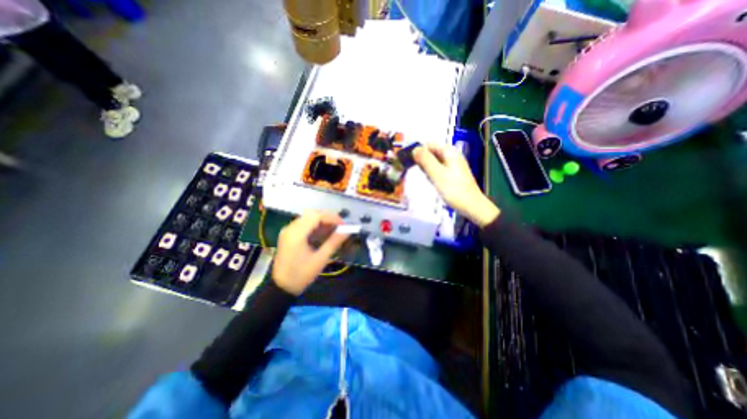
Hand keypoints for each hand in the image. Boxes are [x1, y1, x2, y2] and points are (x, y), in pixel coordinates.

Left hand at [273, 211, 350, 295]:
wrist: (281, 287)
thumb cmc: (301, 275)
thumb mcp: (320, 259)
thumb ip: (334, 242)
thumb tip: (347, 231)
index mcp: (296, 234)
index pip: (316, 216)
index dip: (332, 218)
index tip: (343, 225)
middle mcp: (290, 228)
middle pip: (312, 214)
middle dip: (328, 218)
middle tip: (340, 226)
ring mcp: (288, 231)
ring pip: (308, 217)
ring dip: (322, 221)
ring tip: (334, 230)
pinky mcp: (288, 234)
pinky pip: (303, 224)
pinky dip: (315, 225)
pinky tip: (323, 233)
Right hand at [414, 144, 501, 228]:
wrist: (471, 206)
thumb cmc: (454, 189)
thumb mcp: (436, 173)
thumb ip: (425, 160)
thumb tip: (414, 149)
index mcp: (449, 152)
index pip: (429, 144)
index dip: (419, 151)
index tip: (412, 163)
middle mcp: (452, 156)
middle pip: (432, 153)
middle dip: (423, 161)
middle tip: (423, 173)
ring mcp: (453, 166)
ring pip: (434, 162)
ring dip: (428, 169)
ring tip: (430, 180)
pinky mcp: (453, 175)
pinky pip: (439, 170)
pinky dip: (433, 175)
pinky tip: (434, 183)